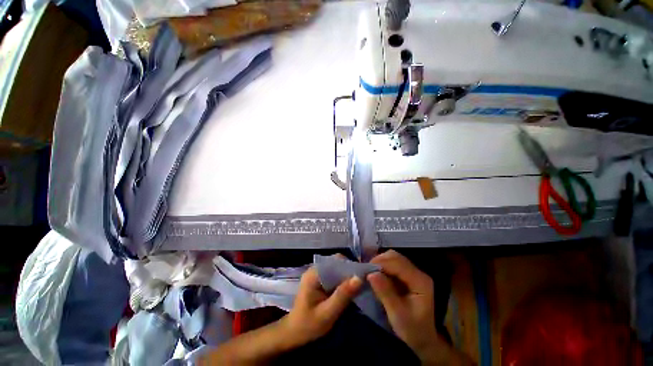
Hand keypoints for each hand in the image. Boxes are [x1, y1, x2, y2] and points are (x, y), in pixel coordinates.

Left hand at [281, 266, 362, 346]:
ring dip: (347, 276)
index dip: (350, 266)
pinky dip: (342, 281)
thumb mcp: (327, 313)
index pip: (335, 261)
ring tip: (357, 287)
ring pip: (336, 268)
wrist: (293, 335)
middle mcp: (315, 269)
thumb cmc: (308, 326)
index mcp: (314, 274)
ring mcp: (316, 274)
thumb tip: (359, 278)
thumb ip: (342, 295)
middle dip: (349, 271)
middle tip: (362, 283)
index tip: (363, 276)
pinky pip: (333, 275)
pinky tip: (349, 290)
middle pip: (337, 263)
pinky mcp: (319, 281)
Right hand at [368, 250, 451, 363]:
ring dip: (380, 262)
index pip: (398, 264)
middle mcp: (418, 273)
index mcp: (420, 282)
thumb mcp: (397, 315)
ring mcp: (413, 273)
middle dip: (379, 261)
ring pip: (394, 258)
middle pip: (396, 257)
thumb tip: (371, 274)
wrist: (423, 339)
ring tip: (370, 272)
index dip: (381, 263)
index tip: (365, 269)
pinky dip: (383, 266)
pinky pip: (393, 264)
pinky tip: (376, 274)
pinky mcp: (408, 275)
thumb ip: (385, 293)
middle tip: (366, 270)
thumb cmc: (412, 330)